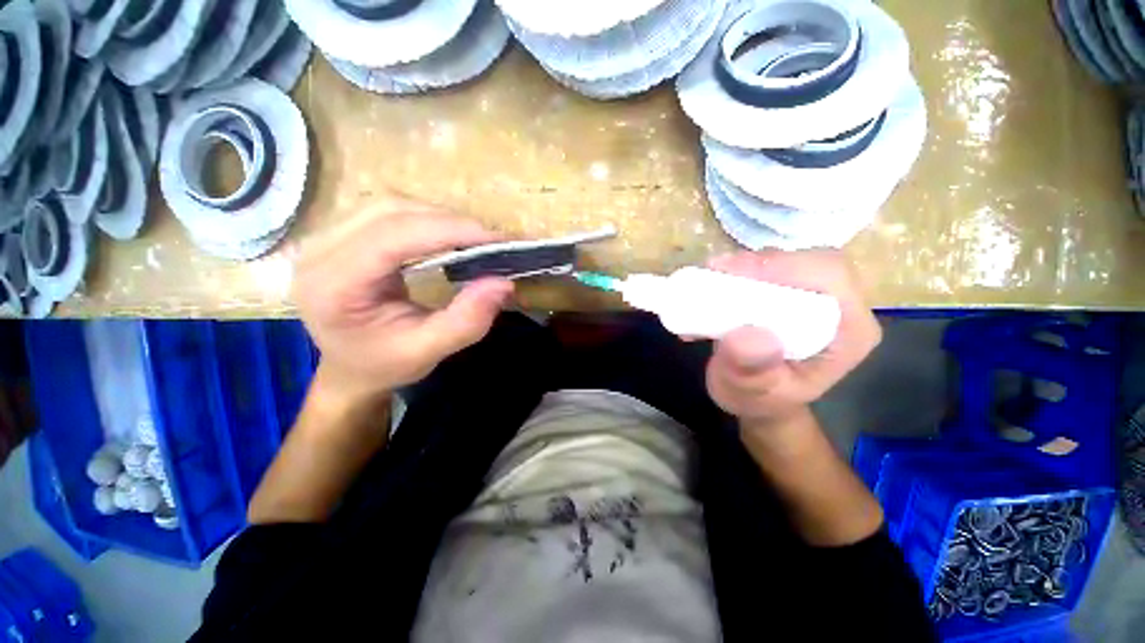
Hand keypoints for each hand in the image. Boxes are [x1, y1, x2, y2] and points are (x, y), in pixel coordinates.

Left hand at [291, 199, 514, 405]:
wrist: (350, 367)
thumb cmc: (384, 364)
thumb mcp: (428, 352)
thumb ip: (466, 320)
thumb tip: (503, 282)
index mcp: (333, 286)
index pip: (392, 237)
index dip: (448, 231)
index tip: (495, 240)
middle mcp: (320, 251)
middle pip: (391, 212)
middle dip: (449, 222)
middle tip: (491, 242)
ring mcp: (327, 238)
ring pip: (391, 206)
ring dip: (440, 218)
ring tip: (475, 240)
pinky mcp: (342, 234)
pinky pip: (389, 213)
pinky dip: (428, 220)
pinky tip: (449, 236)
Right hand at [703, 249, 880, 427]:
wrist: (757, 400)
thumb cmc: (760, 401)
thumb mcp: (752, 394)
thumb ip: (752, 371)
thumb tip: (749, 334)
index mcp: (849, 331)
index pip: (831, 277)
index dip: (784, 266)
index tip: (733, 273)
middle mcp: (838, 307)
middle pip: (808, 260)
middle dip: (760, 263)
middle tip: (716, 273)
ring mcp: (814, 297)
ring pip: (786, 260)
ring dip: (744, 267)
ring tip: (710, 282)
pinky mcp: (789, 293)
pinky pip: (767, 270)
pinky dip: (736, 273)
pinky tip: (712, 287)